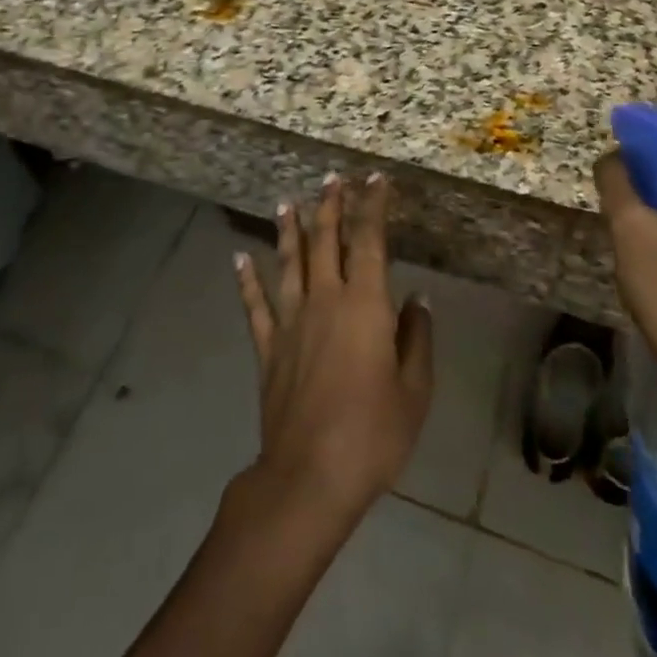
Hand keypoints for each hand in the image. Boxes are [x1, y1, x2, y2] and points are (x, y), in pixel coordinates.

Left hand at [234, 173, 433, 526]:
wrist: (310, 476)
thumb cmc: (373, 433)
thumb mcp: (414, 389)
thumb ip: (416, 338)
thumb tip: (418, 298)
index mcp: (365, 304)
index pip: (368, 241)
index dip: (372, 206)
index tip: (374, 180)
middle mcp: (325, 300)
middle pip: (325, 241)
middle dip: (330, 206)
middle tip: (331, 179)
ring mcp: (291, 322)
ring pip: (289, 263)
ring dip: (288, 230)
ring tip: (285, 202)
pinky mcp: (269, 349)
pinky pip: (256, 306)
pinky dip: (247, 280)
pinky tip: (239, 258)